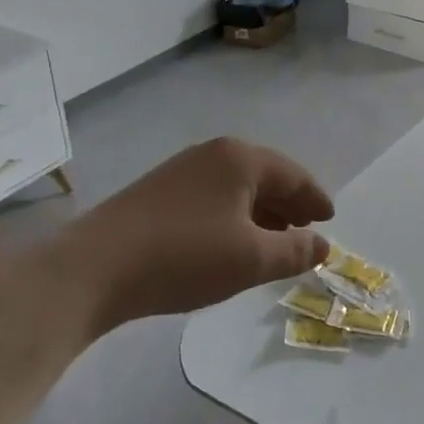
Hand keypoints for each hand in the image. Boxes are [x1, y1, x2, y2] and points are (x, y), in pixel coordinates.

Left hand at [54, 138, 333, 329]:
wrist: (93, 269)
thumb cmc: (185, 257)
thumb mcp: (251, 259)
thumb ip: (294, 251)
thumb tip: (323, 245)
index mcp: (241, 159)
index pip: (293, 175)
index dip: (315, 199)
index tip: (330, 219)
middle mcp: (213, 154)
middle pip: (265, 177)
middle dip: (289, 205)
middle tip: (306, 231)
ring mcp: (182, 170)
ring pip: (237, 188)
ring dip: (261, 213)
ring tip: (273, 242)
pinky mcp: (158, 192)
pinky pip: (213, 198)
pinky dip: (233, 217)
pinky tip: (231, 243)